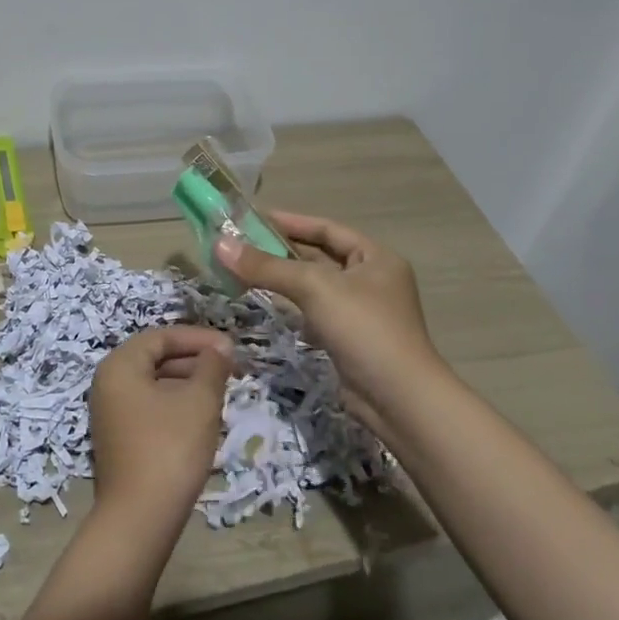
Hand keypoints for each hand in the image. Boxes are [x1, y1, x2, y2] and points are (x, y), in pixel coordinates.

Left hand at [88, 326, 232, 548]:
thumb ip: (212, 367)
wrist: (140, 519)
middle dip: (195, 361)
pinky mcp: (120, 439)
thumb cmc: (170, 448)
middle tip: (230, 369)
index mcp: (120, 366)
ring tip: (222, 393)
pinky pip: (151, 408)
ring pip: (155, 385)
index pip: (161, 337)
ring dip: (188, 384)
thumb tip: (220, 347)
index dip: (198, 338)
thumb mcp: (199, 402)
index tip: (230, 348)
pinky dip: (177, 405)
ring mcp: (111, 413)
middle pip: (156, 359)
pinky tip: (203, 419)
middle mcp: (108, 383)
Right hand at [214, 211, 445, 426]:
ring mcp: (361, 312)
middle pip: (319, 257)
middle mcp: (371, 280)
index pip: (327, 229)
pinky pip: (314, 313)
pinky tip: (267, 305)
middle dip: (281, 251)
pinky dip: (292, 307)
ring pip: (315, 287)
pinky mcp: (349, 340)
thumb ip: (267, 266)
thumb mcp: (314, 288)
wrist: (398, 401)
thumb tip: (220, 244)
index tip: (253, 218)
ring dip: (283, 279)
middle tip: (240, 244)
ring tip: (244, 270)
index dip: (291, 221)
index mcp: (375, 257)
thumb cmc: (363, 329)